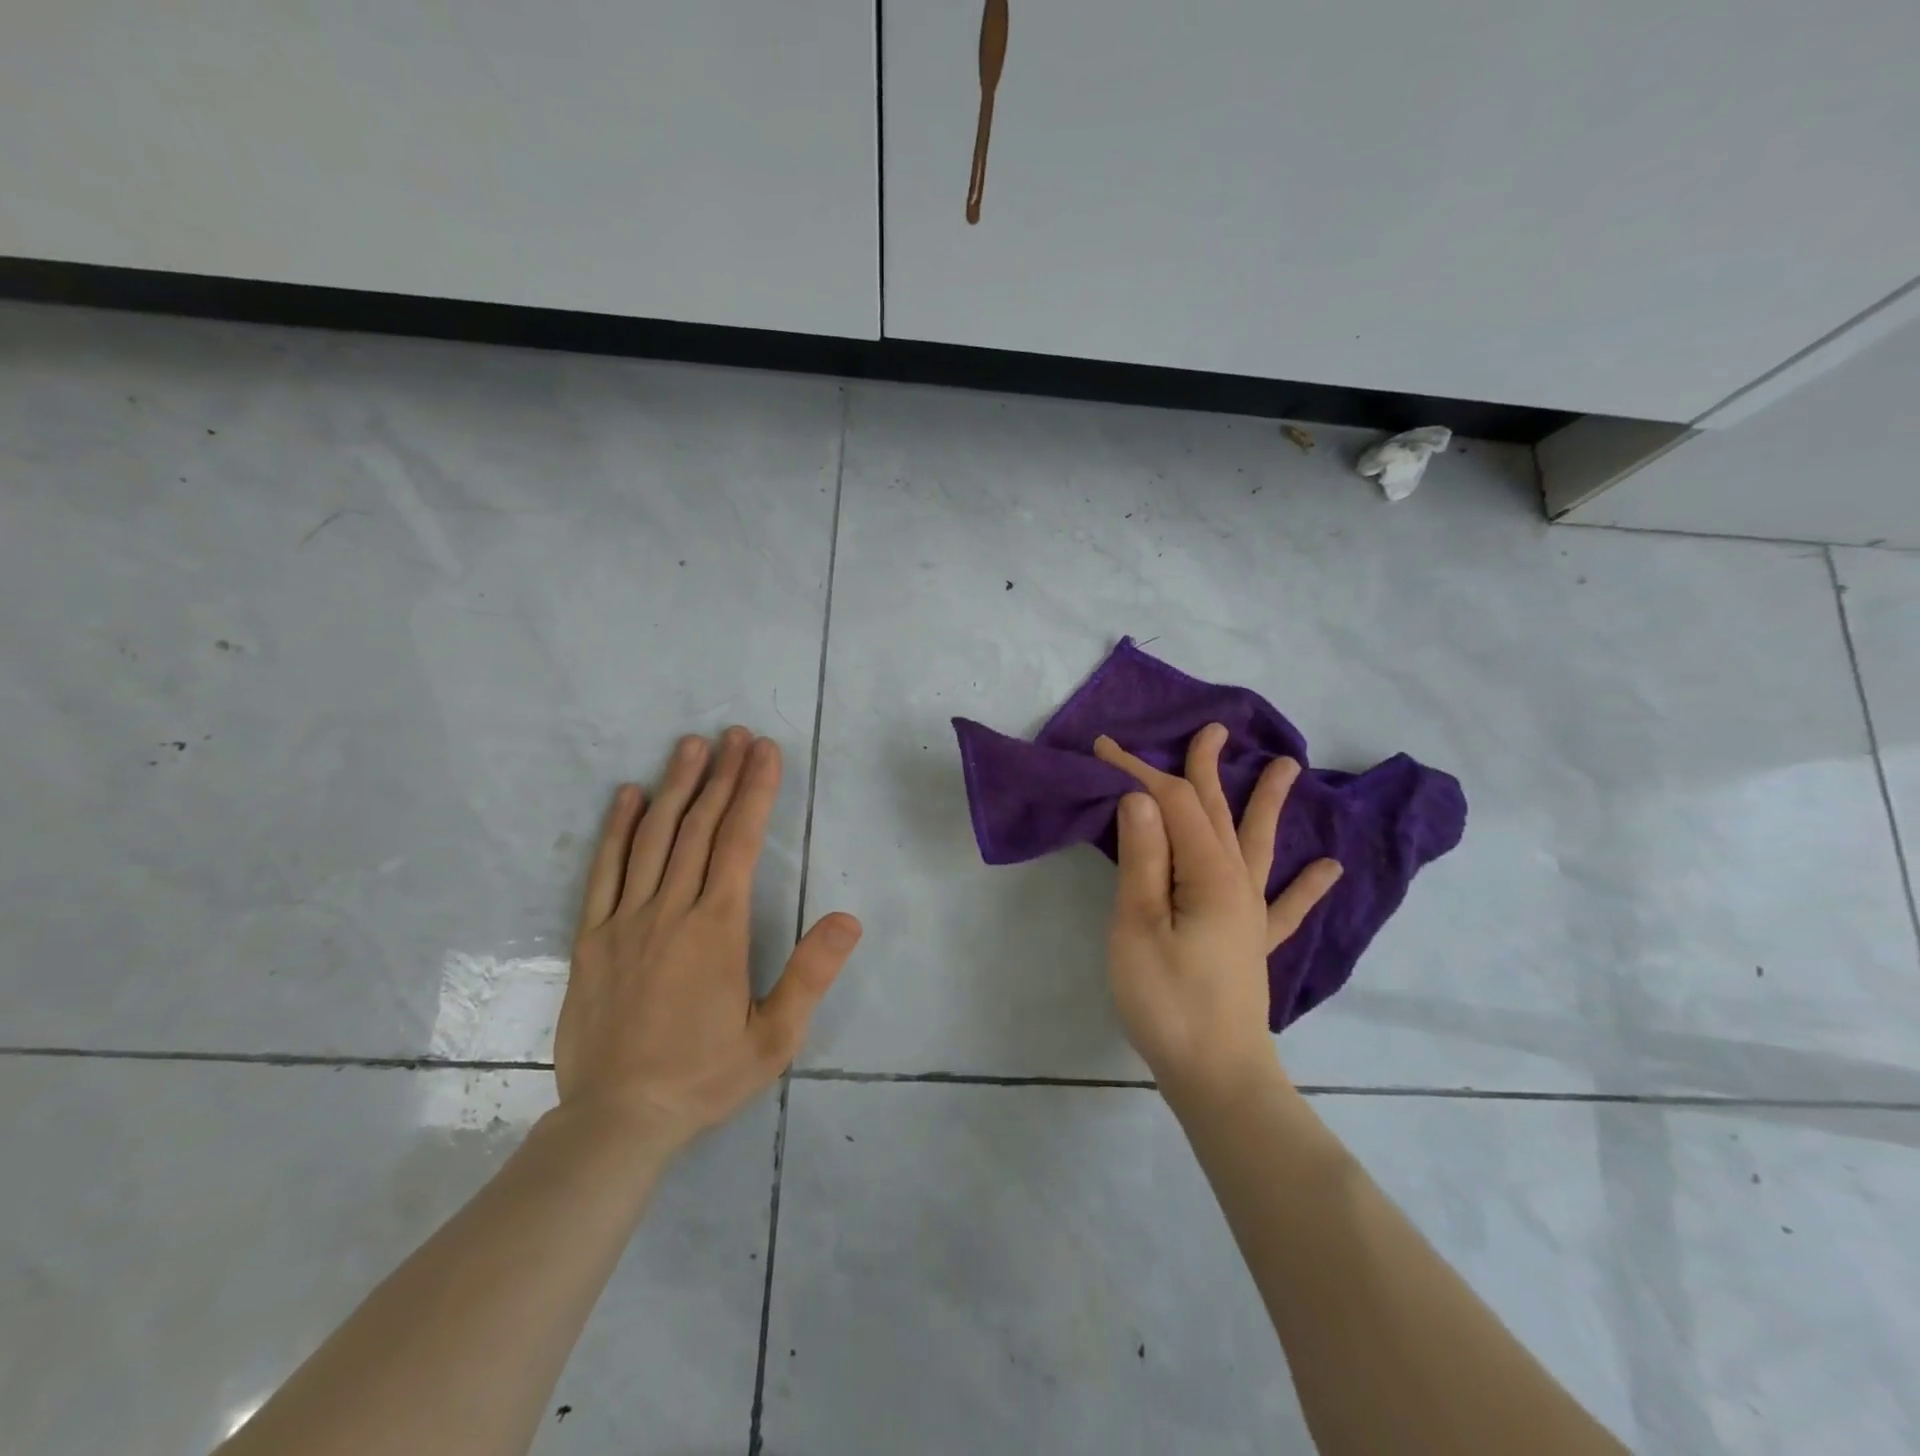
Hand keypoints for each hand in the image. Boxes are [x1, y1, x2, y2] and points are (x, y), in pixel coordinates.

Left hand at [555, 727, 861, 1152]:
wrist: (617, 1120)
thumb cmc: (705, 1076)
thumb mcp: (775, 1036)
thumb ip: (811, 974)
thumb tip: (849, 919)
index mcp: (718, 928)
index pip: (740, 841)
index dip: (754, 791)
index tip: (764, 751)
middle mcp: (671, 910)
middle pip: (700, 828)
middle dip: (722, 775)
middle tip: (735, 734)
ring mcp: (626, 920)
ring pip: (654, 839)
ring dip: (676, 787)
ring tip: (691, 746)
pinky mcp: (592, 937)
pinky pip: (604, 872)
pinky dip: (618, 830)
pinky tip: (630, 797)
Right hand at [1095, 724, 1341, 1107]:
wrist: (1217, 1077)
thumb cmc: (1167, 1001)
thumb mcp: (1138, 927)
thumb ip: (1144, 860)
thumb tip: (1141, 799)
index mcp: (1208, 874)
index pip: (1173, 805)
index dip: (1140, 772)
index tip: (1104, 749)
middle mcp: (1237, 883)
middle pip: (1220, 812)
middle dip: (1208, 769)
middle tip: (1212, 730)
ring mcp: (1251, 913)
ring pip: (1258, 844)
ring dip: (1268, 804)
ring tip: (1287, 768)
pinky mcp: (1253, 943)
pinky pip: (1286, 905)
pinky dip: (1307, 885)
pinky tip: (1331, 869)